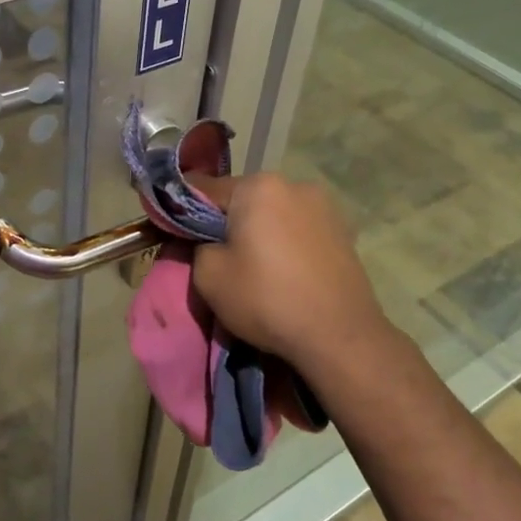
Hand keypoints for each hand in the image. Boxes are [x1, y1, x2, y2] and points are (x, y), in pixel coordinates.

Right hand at [189, 173, 392, 375]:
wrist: (339, 336)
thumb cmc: (266, 299)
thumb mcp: (209, 276)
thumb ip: (195, 246)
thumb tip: (203, 240)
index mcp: (258, 186)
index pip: (204, 189)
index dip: (184, 211)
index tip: (177, 235)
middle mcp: (293, 184)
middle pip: (243, 199)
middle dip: (228, 223)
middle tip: (220, 258)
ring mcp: (324, 206)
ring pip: (273, 213)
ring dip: (260, 232)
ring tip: (257, 269)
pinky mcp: (343, 230)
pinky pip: (298, 229)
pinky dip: (286, 243)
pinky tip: (285, 273)